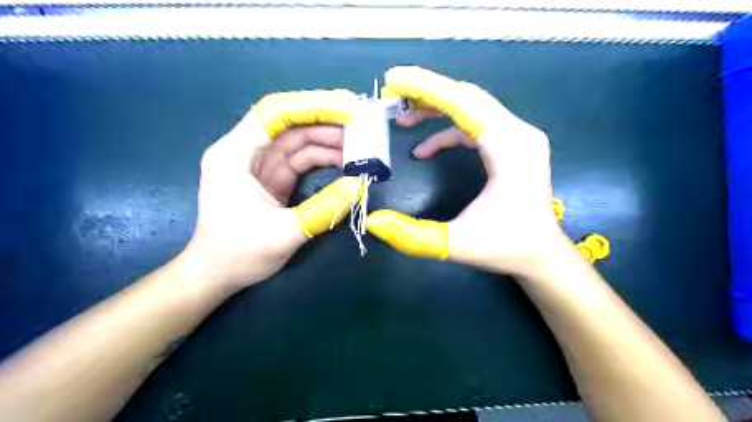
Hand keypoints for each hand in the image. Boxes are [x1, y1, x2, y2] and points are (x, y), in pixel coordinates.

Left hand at [183, 88, 362, 290]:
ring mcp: (262, 164)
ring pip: (299, 140)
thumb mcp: (284, 234)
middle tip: (363, 123)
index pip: (274, 114)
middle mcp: (247, 151)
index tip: (348, 110)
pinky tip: (346, 161)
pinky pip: (302, 159)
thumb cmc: (239, 254)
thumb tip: (359, 185)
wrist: (217, 274)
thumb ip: (323, 209)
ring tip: (361, 144)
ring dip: (330, 140)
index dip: (312, 106)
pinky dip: (325, 157)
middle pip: (290, 123)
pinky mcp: (274, 178)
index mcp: (235, 155)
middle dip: (327, 120)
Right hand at [366, 66, 569, 276]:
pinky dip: (448, 131)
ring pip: (472, 107)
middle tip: (391, 95)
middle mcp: (519, 133)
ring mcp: (518, 137)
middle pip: (467, 97)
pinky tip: (425, 149)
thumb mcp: (455, 245)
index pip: (465, 103)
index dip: (427, 88)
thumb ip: (413, 236)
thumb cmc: (505, 247)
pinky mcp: (512, 145)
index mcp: (510, 149)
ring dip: (436, 109)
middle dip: (426, 93)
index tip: (393, 79)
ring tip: (402, 118)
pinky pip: (476, 125)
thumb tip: (373, 222)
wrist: (540, 254)